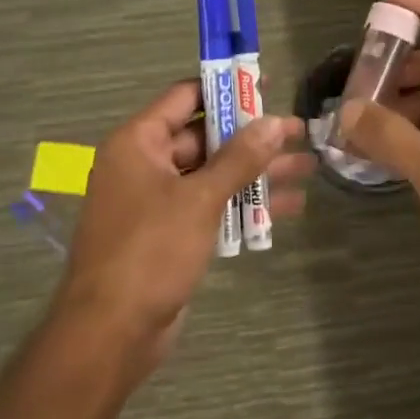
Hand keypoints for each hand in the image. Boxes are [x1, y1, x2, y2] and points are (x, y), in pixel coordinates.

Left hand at [56, 81, 310, 367]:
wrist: (112, 331)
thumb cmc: (150, 251)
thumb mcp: (200, 199)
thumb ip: (240, 158)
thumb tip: (275, 123)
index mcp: (139, 143)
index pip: (186, 98)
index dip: (227, 90)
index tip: (268, 86)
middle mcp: (145, 165)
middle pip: (205, 138)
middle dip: (253, 137)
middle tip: (300, 133)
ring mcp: (158, 202)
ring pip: (214, 175)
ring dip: (257, 172)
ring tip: (308, 168)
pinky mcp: (171, 235)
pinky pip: (211, 207)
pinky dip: (243, 205)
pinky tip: (287, 207)